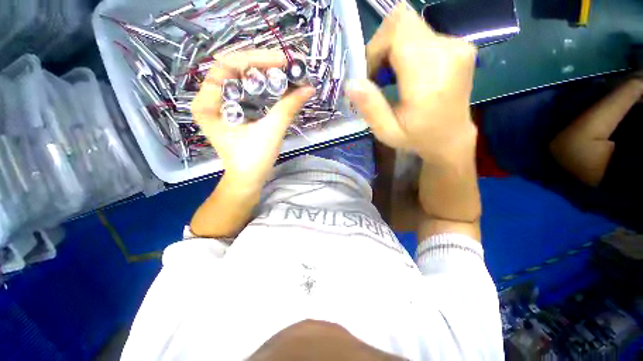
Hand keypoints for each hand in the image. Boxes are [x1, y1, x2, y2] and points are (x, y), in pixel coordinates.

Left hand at [191, 50, 314, 185]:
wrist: (248, 180)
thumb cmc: (254, 161)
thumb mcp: (271, 133)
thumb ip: (288, 108)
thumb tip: (309, 88)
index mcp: (208, 104)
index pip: (226, 66)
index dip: (255, 59)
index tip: (282, 61)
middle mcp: (209, 99)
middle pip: (233, 68)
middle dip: (261, 63)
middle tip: (287, 64)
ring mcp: (220, 104)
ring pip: (241, 77)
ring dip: (263, 71)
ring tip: (285, 71)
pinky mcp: (232, 110)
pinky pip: (246, 89)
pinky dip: (262, 83)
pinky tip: (277, 83)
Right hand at [347, 5, 477, 165]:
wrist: (451, 137)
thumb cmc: (418, 137)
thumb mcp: (387, 132)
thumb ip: (370, 107)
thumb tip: (351, 83)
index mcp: (430, 75)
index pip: (397, 31)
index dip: (376, 46)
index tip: (369, 74)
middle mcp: (448, 51)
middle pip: (402, 23)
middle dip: (381, 47)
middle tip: (376, 76)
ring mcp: (457, 46)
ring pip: (410, 27)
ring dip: (392, 50)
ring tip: (389, 78)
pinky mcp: (457, 46)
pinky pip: (421, 34)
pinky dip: (405, 50)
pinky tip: (404, 73)